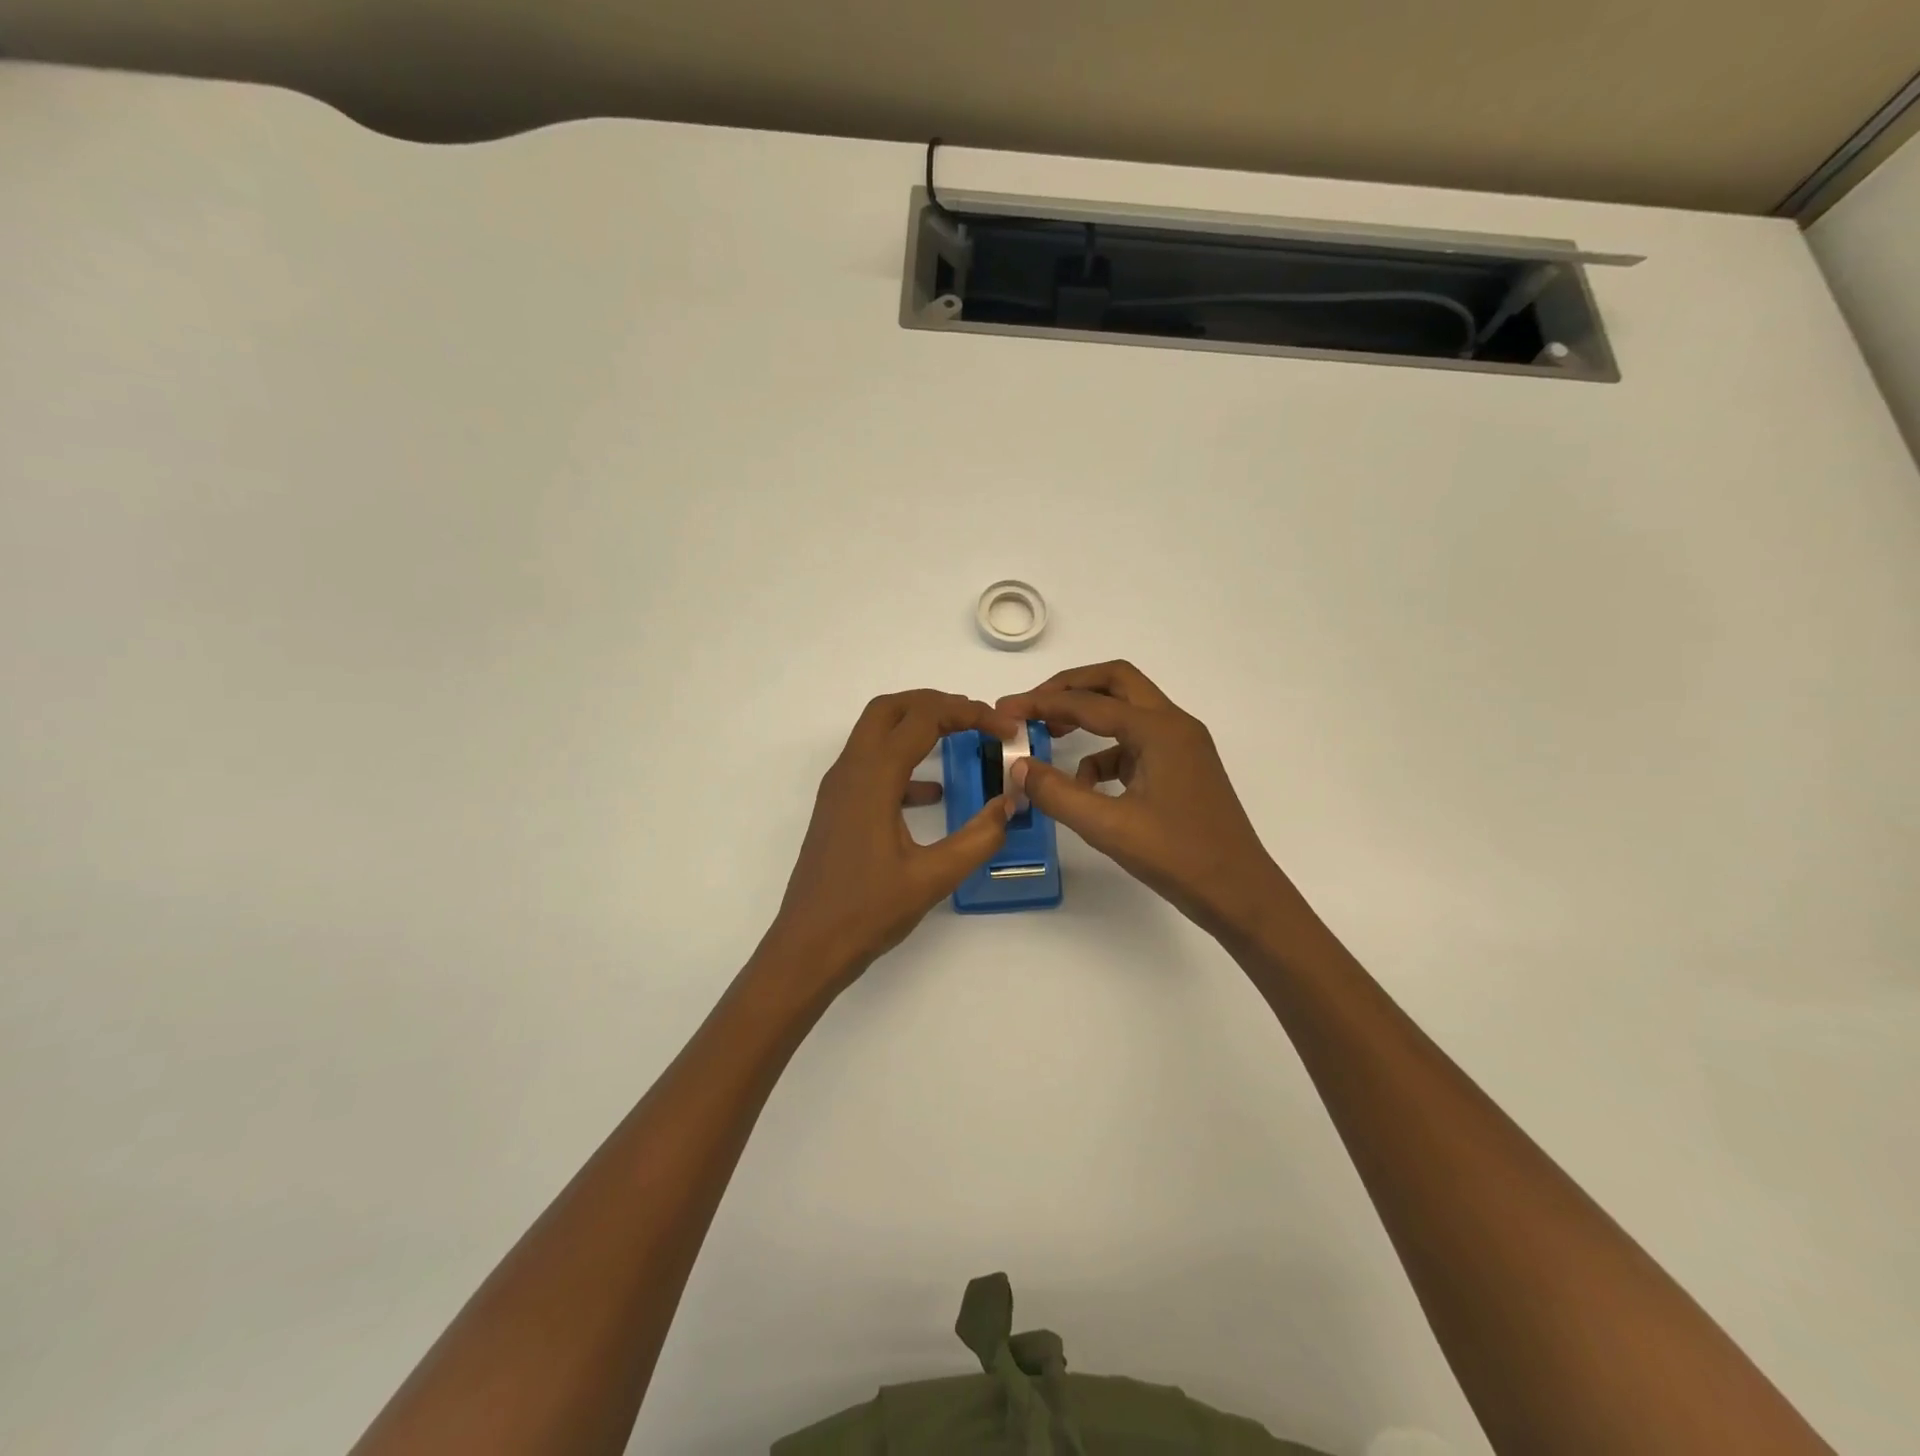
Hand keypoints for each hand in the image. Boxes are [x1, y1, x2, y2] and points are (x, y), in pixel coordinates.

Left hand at [758, 690, 1019, 998]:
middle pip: (890, 709)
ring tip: (962, 739)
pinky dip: (904, 763)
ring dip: (917, 726)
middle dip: (937, 703)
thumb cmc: (867, 912)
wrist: (807, 948)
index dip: (970, 714)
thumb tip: (1011, 802)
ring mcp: (839, 789)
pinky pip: (871, 766)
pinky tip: (934, 793)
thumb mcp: (933, 877)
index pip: (924, 719)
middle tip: (978, 718)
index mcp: (872, 778)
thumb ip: (979, 837)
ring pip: (876, 733)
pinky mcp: (838, 808)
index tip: (1007, 728)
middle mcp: (850, 771)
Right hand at [997, 662, 1288, 939]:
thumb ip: (1058, 793)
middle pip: (1115, 683)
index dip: (1041, 703)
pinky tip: (1087, 786)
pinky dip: (1105, 754)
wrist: (1241, 894)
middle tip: (1032, 707)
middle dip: (1070, 689)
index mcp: (1159, 730)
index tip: (1004, 710)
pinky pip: (1135, 745)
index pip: (1089, 702)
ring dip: (1088, 720)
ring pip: (1126, 712)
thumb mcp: (1109, 827)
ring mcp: (1181, 746)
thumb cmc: (1179, 857)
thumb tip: (1019, 767)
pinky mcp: (1181, 769)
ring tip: (1051, 742)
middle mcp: (1174, 725)